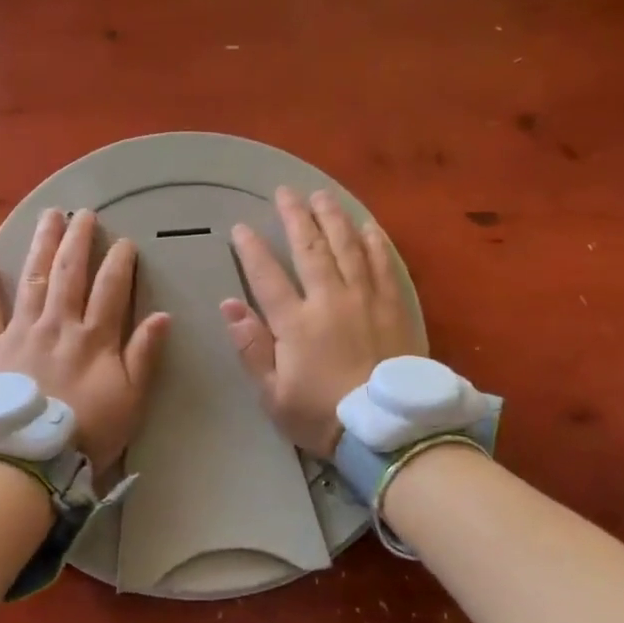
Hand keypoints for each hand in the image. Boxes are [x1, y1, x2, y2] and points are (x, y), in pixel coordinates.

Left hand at [0, 208, 168, 471]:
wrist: (27, 458)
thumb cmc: (85, 433)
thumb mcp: (130, 400)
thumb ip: (144, 356)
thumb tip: (161, 315)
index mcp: (93, 338)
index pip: (111, 289)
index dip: (119, 262)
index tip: (124, 241)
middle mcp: (58, 324)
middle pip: (69, 273)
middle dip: (78, 240)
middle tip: (83, 213)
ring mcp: (21, 332)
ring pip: (33, 279)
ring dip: (42, 245)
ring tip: (48, 217)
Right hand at [222, 187, 424, 458]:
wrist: (388, 430)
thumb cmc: (322, 415)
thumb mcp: (273, 393)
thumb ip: (251, 346)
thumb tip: (228, 304)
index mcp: (296, 323)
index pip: (267, 276)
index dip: (251, 249)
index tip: (240, 227)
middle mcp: (330, 300)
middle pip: (310, 249)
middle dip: (295, 217)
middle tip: (285, 192)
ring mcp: (366, 300)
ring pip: (347, 247)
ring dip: (332, 218)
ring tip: (321, 195)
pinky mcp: (395, 306)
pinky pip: (384, 264)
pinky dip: (374, 242)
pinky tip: (367, 225)